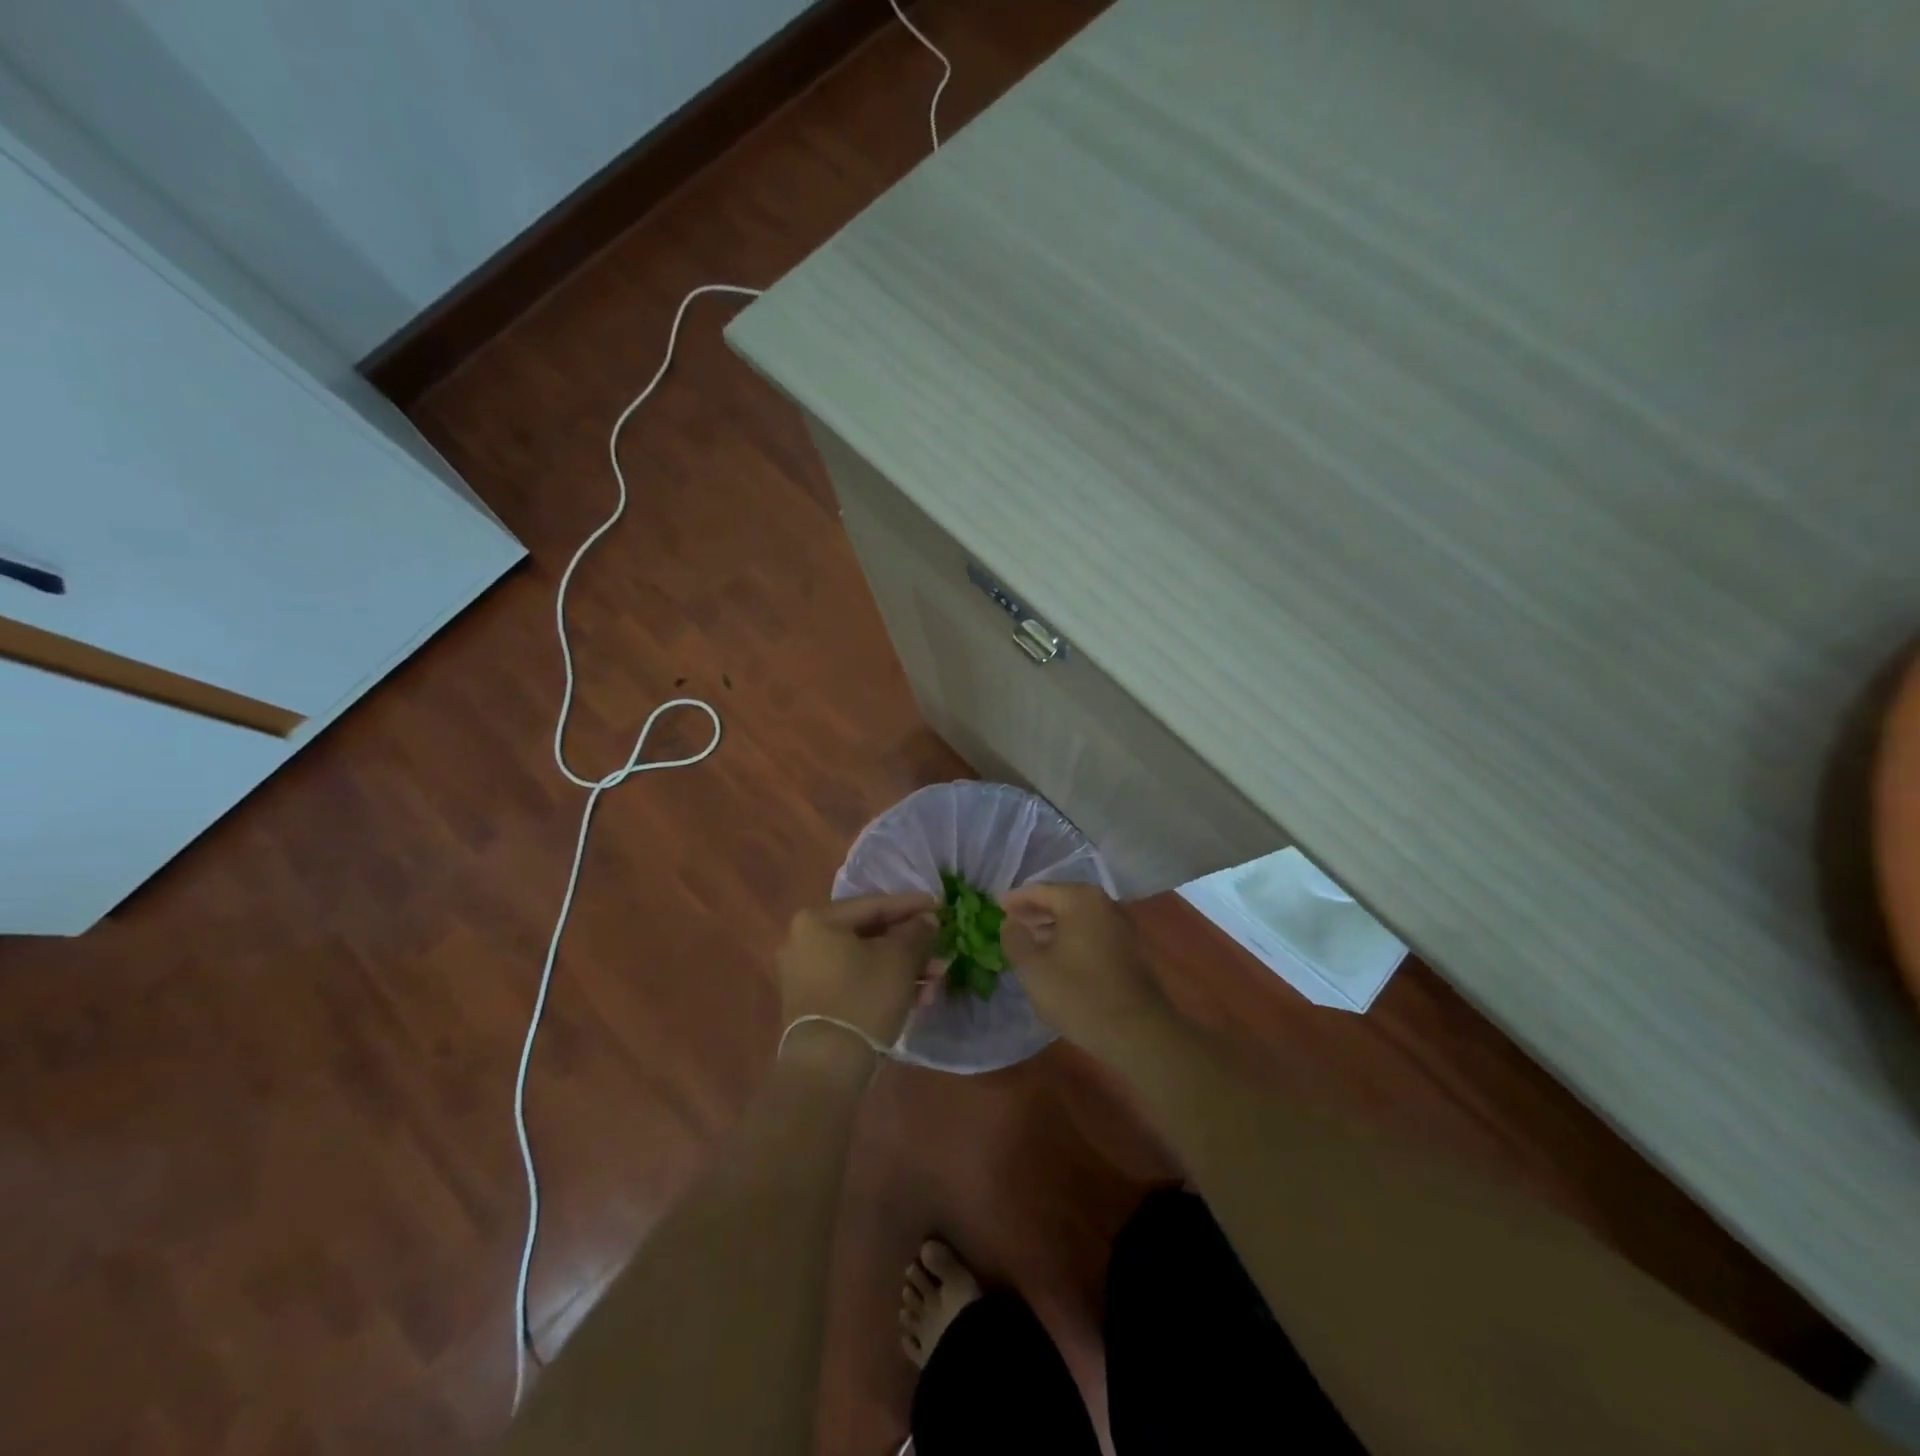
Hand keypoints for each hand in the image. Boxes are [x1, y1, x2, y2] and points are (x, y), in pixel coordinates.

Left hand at [776, 893, 936, 1067]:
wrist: (826, 1068)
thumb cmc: (863, 999)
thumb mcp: (899, 959)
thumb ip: (916, 932)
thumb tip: (927, 920)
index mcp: (818, 921)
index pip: (874, 905)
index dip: (911, 906)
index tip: (940, 906)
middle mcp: (804, 941)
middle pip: (870, 934)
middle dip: (910, 945)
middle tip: (940, 949)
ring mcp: (805, 974)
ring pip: (865, 960)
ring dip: (902, 968)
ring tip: (936, 980)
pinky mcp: (813, 1003)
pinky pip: (854, 981)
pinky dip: (883, 984)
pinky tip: (916, 997)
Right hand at [1001, 883, 1169, 1057]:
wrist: (1137, 1032)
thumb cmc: (1079, 994)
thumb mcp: (1033, 967)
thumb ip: (1014, 938)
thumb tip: (1010, 923)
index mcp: (1080, 899)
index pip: (1038, 890)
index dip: (1014, 900)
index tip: (994, 908)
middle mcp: (1104, 903)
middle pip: (1060, 900)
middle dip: (1033, 912)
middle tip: (1009, 924)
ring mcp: (1121, 925)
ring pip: (1076, 918)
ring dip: (1051, 926)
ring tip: (1028, 942)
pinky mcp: (1129, 948)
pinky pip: (1091, 932)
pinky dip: (1070, 938)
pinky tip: (1056, 957)